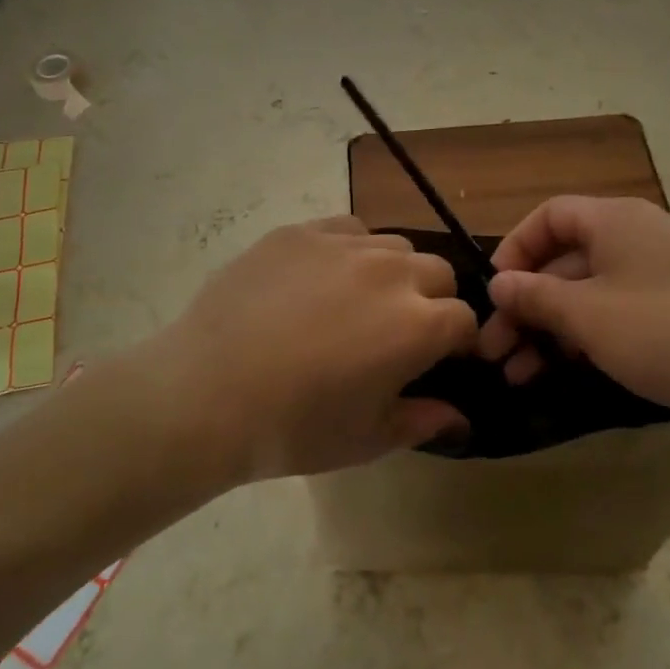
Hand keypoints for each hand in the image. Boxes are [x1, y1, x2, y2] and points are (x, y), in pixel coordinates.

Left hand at [149, 217, 474, 479]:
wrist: (204, 393)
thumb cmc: (293, 427)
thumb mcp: (366, 439)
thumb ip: (422, 421)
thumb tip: (458, 417)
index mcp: (418, 325)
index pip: (464, 319)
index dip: (456, 343)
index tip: (438, 361)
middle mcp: (392, 273)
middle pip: (438, 272)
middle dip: (431, 300)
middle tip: (397, 332)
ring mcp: (344, 245)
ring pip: (395, 246)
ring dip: (393, 272)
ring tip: (358, 302)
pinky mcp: (302, 231)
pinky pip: (347, 229)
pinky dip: (350, 250)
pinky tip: (321, 279)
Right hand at [478, 196, 669, 476]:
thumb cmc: (668, 333)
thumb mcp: (589, 316)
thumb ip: (536, 297)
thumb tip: (498, 283)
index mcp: (615, 221)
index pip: (549, 216)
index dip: (515, 249)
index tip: (494, 293)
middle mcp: (634, 237)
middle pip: (563, 258)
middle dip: (525, 303)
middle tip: (494, 350)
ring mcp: (655, 275)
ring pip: (586, 292)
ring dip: (548, 327)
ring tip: (517, 372)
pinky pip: (613, 313)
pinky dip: (582, 336)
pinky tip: (559, 371)